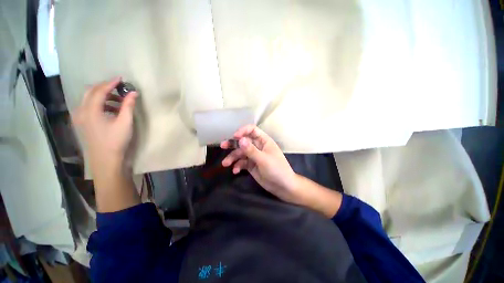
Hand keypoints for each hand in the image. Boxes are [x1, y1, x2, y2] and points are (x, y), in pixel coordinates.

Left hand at [72, 77, 137, 164]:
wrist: (105, 159)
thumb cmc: (116, 141)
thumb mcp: (125, 123)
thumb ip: (128, 106)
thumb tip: (134, 93)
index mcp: (90, 110)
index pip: (99, 90)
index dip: (110, 83)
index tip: (121, 79)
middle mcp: (81, 111)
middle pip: (90, 92)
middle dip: (104, 87)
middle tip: (118, 87)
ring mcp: (80, 117)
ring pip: (88, 99)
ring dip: (102, 96)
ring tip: (118, 100)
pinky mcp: (82, 123)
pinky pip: (88, 106)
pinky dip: (99, 104)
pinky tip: (111, 109)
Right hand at [220, 125, 297, 201]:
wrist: (282, 186)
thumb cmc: (277, 169)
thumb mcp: (263, 159)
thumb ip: (251, 150)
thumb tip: (240, 139)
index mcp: (264, 141)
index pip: (252, 130)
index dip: (243, 131)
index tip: (235, 137)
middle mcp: (258, 147)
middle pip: (244, 141)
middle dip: (233, 144)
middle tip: (223, 146)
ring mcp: (254, 156)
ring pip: (241, 153)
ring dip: (233, 157)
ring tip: (225, 164)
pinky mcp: (251, 165)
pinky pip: (242, 163)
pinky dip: (238, 166)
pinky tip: (235, 171)